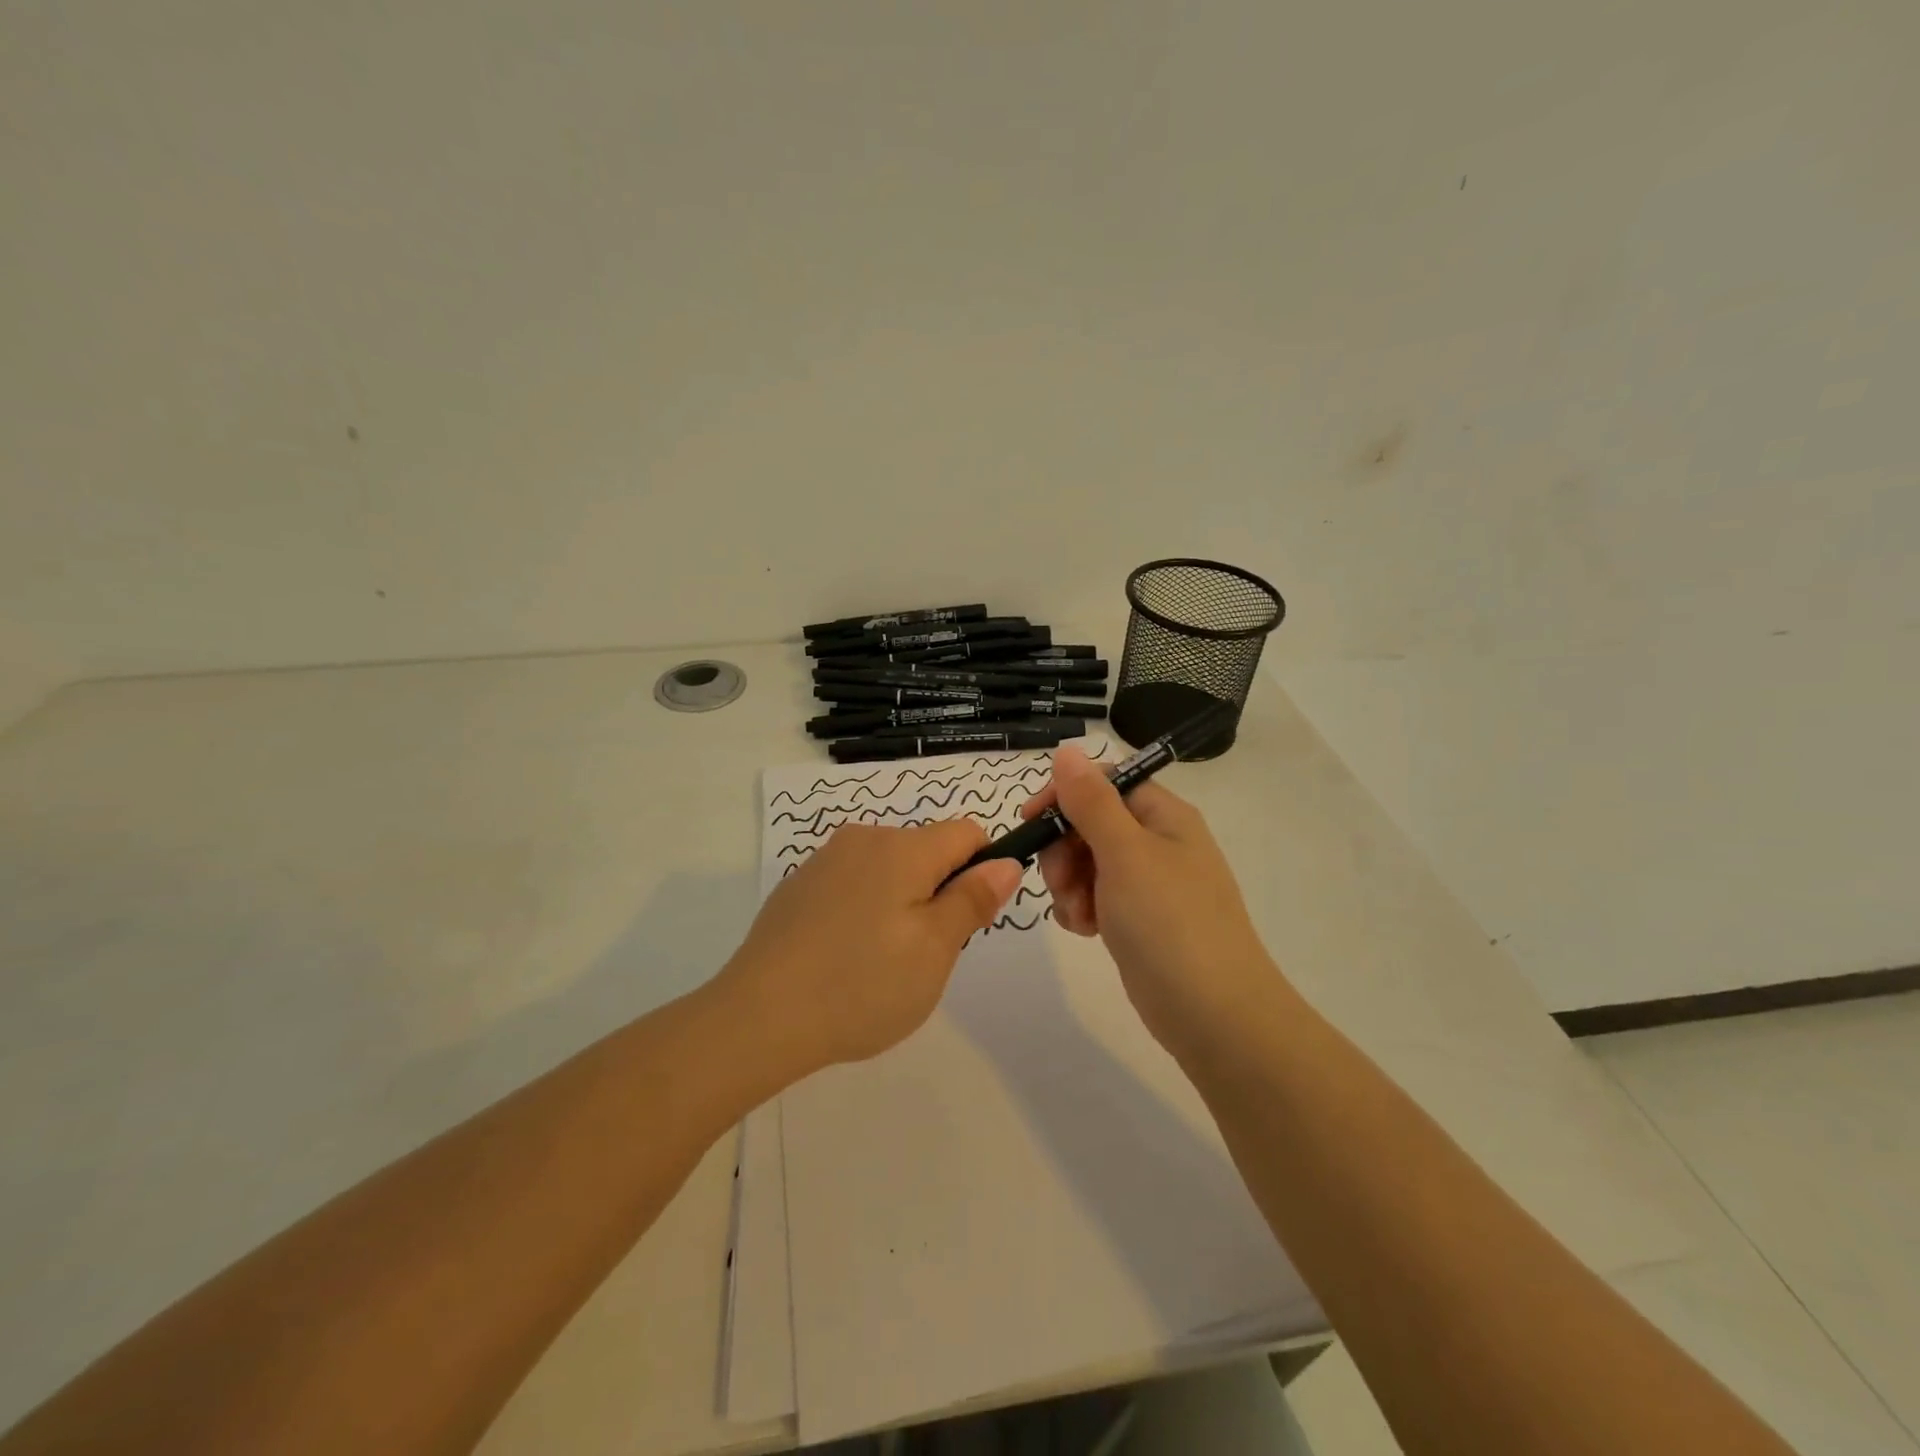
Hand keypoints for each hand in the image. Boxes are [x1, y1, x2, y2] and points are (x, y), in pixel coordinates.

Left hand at [717, 820, 1022, 1073]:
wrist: (758, 1017)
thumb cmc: (861, 985)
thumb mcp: (934, 950)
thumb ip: (973, 899)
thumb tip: (1005, 861)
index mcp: (903, 848)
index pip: (967, 832)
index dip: (982, 869)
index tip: (967, 919)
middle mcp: (864, 839)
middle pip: (926, 850)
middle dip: (938, 892)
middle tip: (923, 954)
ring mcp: (825, 860)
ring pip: (889, 869)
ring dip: (901, 902)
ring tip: (880, 962)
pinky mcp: (799, 885)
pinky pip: (852, 884)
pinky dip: (863, 910)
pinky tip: (842, 958)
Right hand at [1020, 743, 1282, 1055]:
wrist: (1213, 1015)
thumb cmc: (1169, 922)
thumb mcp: (1125, 853)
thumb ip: (1091, 801)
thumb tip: (1068, 750)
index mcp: (1164, 815)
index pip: (1105, 781)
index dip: (1066, 794)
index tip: (1032, 820)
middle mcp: (1157, 842)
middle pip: (1090, 822)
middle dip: (1064, 849)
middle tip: (1062, 881)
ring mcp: (1148, 884)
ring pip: (1086, 862)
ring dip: (1069, 883)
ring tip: (1079, 914)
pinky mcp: (1138, 919)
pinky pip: (1095, 897)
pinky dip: (1082, 908)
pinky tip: (1086, 930)